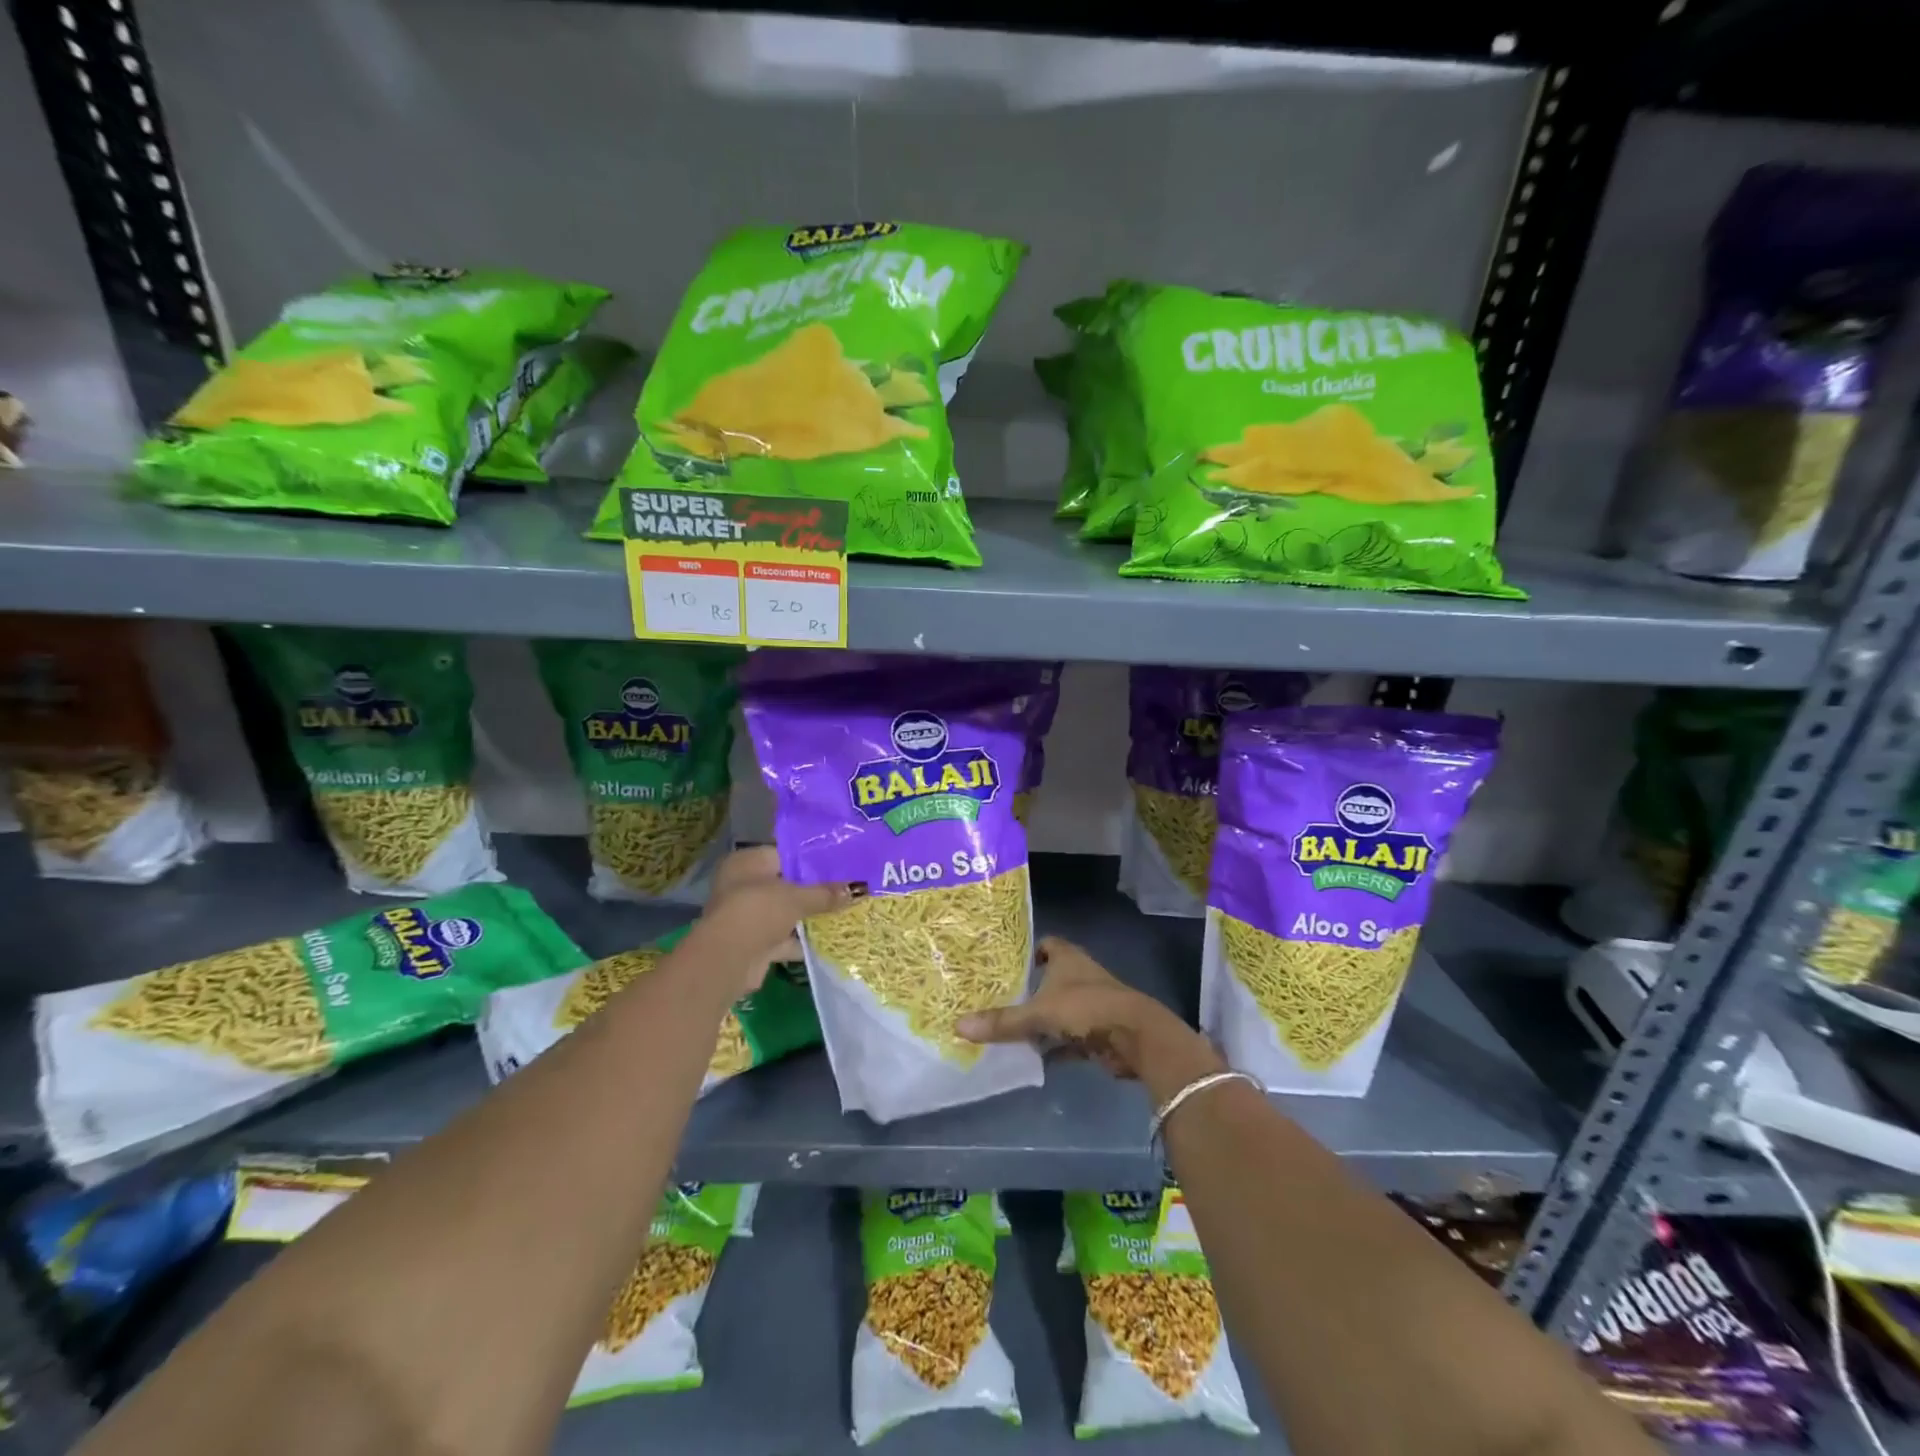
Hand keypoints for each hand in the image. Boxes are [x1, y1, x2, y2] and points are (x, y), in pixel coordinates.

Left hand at [695, 846, 856, 997]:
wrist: (728, 960)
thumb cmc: (759, 911)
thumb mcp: (798, 897)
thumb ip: (826, 893)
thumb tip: (859, 888)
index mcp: (747, 862)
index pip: (785, 854)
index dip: (811, 859)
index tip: (839, 864)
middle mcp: (742, 884)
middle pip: (785, 883)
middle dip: (812, 889)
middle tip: (844, 888)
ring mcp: (745, 914)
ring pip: (783, 911)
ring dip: (806, 915)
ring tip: (841, 912)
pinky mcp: (751, 942)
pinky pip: (781, 935)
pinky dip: (799, 939)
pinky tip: (826, 939)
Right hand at [956, 937, 1220, 1085]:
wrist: (1135, 1036)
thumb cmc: (1086, 1008)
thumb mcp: (1038, 1014)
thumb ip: (1002, 1021)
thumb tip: (959, 1025)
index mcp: (1068, 959)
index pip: (1046, 944)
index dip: (1029, 952)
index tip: (1006, 965)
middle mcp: (1080, 976)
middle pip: (1051, 978)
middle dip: (1029, 990)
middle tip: (997, 1000)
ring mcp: (1091, 1004)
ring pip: (1059, 1009)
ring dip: (1042, 1021)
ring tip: (1008, 1030)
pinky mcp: (1098, 1031)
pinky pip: (1069, 1037)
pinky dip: (1055, 1046)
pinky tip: (1032, 1058)